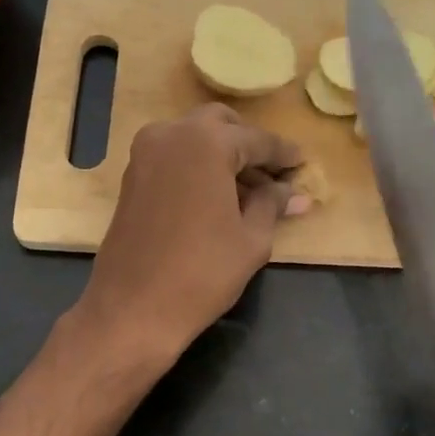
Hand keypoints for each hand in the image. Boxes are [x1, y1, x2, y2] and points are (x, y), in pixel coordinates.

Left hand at [74, 105, 306, 363]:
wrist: (132, 308)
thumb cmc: (202, 274)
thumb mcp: (251, 239)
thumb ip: (272, 204)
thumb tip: (294, 192)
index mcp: (206, 142)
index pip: (257, 139)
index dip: (283, 154)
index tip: (303, 164)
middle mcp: (171, 134)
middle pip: (221, 126)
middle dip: (249, 146)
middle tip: (273, 175)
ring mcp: (145, 154)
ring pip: (194, 139)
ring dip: (222, 156)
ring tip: (250, 193)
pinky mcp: (131, 177)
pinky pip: (174, 158)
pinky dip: (198, 168)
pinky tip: (218, 198)